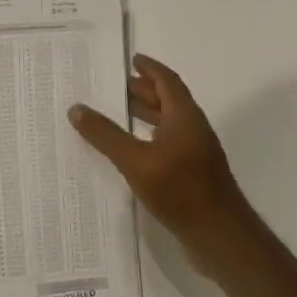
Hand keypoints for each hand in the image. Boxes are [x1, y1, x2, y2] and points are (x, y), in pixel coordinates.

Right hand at [69, 54, 257, 272]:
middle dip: (143, 90)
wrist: (220, 237)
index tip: (131, 59)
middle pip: (168, 100)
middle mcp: (192, 129)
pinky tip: (130, 150)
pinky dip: (147, 137)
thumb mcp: (136, 161)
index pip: (167, 81)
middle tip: (113, 85)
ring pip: (167, 123)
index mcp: (185, 117)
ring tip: (116, 113)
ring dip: (145, 114)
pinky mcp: (192, 174)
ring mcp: (195, 153)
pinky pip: (166, 144)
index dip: (150, 68)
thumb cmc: (181, 191)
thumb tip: (77, 108)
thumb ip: (106, 135)